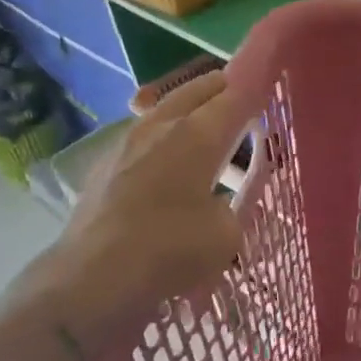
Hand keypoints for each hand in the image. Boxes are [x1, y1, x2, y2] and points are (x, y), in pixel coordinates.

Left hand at [33, 72, 250, 349]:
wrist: (91, 278)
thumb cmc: (169, 251)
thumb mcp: (226, 235)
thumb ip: (230, 208)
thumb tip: (216, 204)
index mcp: (198, 134)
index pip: (236, 96)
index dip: (257, 86)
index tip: (270, 81)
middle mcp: (161, 126)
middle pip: (197, 90)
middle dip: (222, 88)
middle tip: (240, 96)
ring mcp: (126, 142)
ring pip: (165, 110)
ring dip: (188, 113)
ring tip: (204, 131)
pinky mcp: (104, 165)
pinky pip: (143, 137)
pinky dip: (162, 140)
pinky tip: (166, 165)